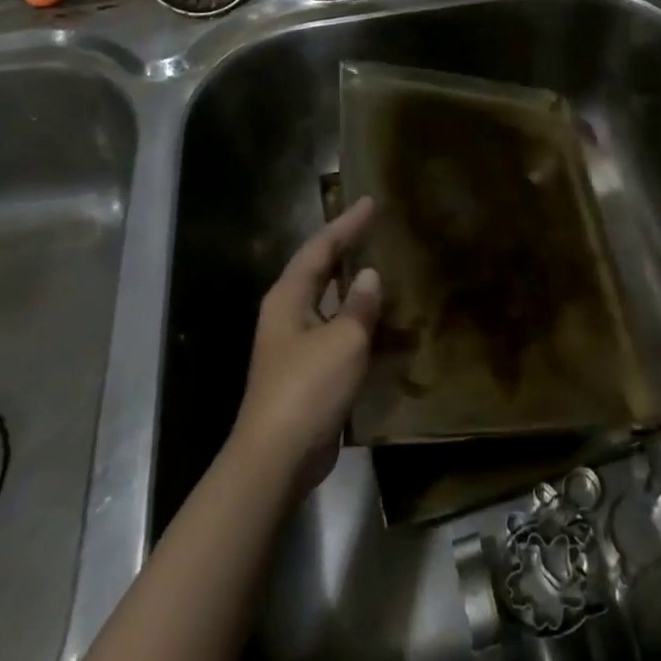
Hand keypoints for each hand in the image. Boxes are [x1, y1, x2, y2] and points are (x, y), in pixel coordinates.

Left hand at [230, 197, 382, 493]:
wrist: (276, 459)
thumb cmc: (308, 388)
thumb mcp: (344, 339)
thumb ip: (360, 304)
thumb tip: (369, 276)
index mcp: (289, 297)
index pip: (320, 247)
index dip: (347, 223)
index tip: (371, 202)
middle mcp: (287, 313)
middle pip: (319, 269)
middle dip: (346, 247)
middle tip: (376, 227)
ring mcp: (294, 344)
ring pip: (327, 300)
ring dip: (352, 284)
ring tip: (383, 265)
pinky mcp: (306, 371)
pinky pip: (335, 330)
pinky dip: (356, 318)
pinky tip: (380, 319)